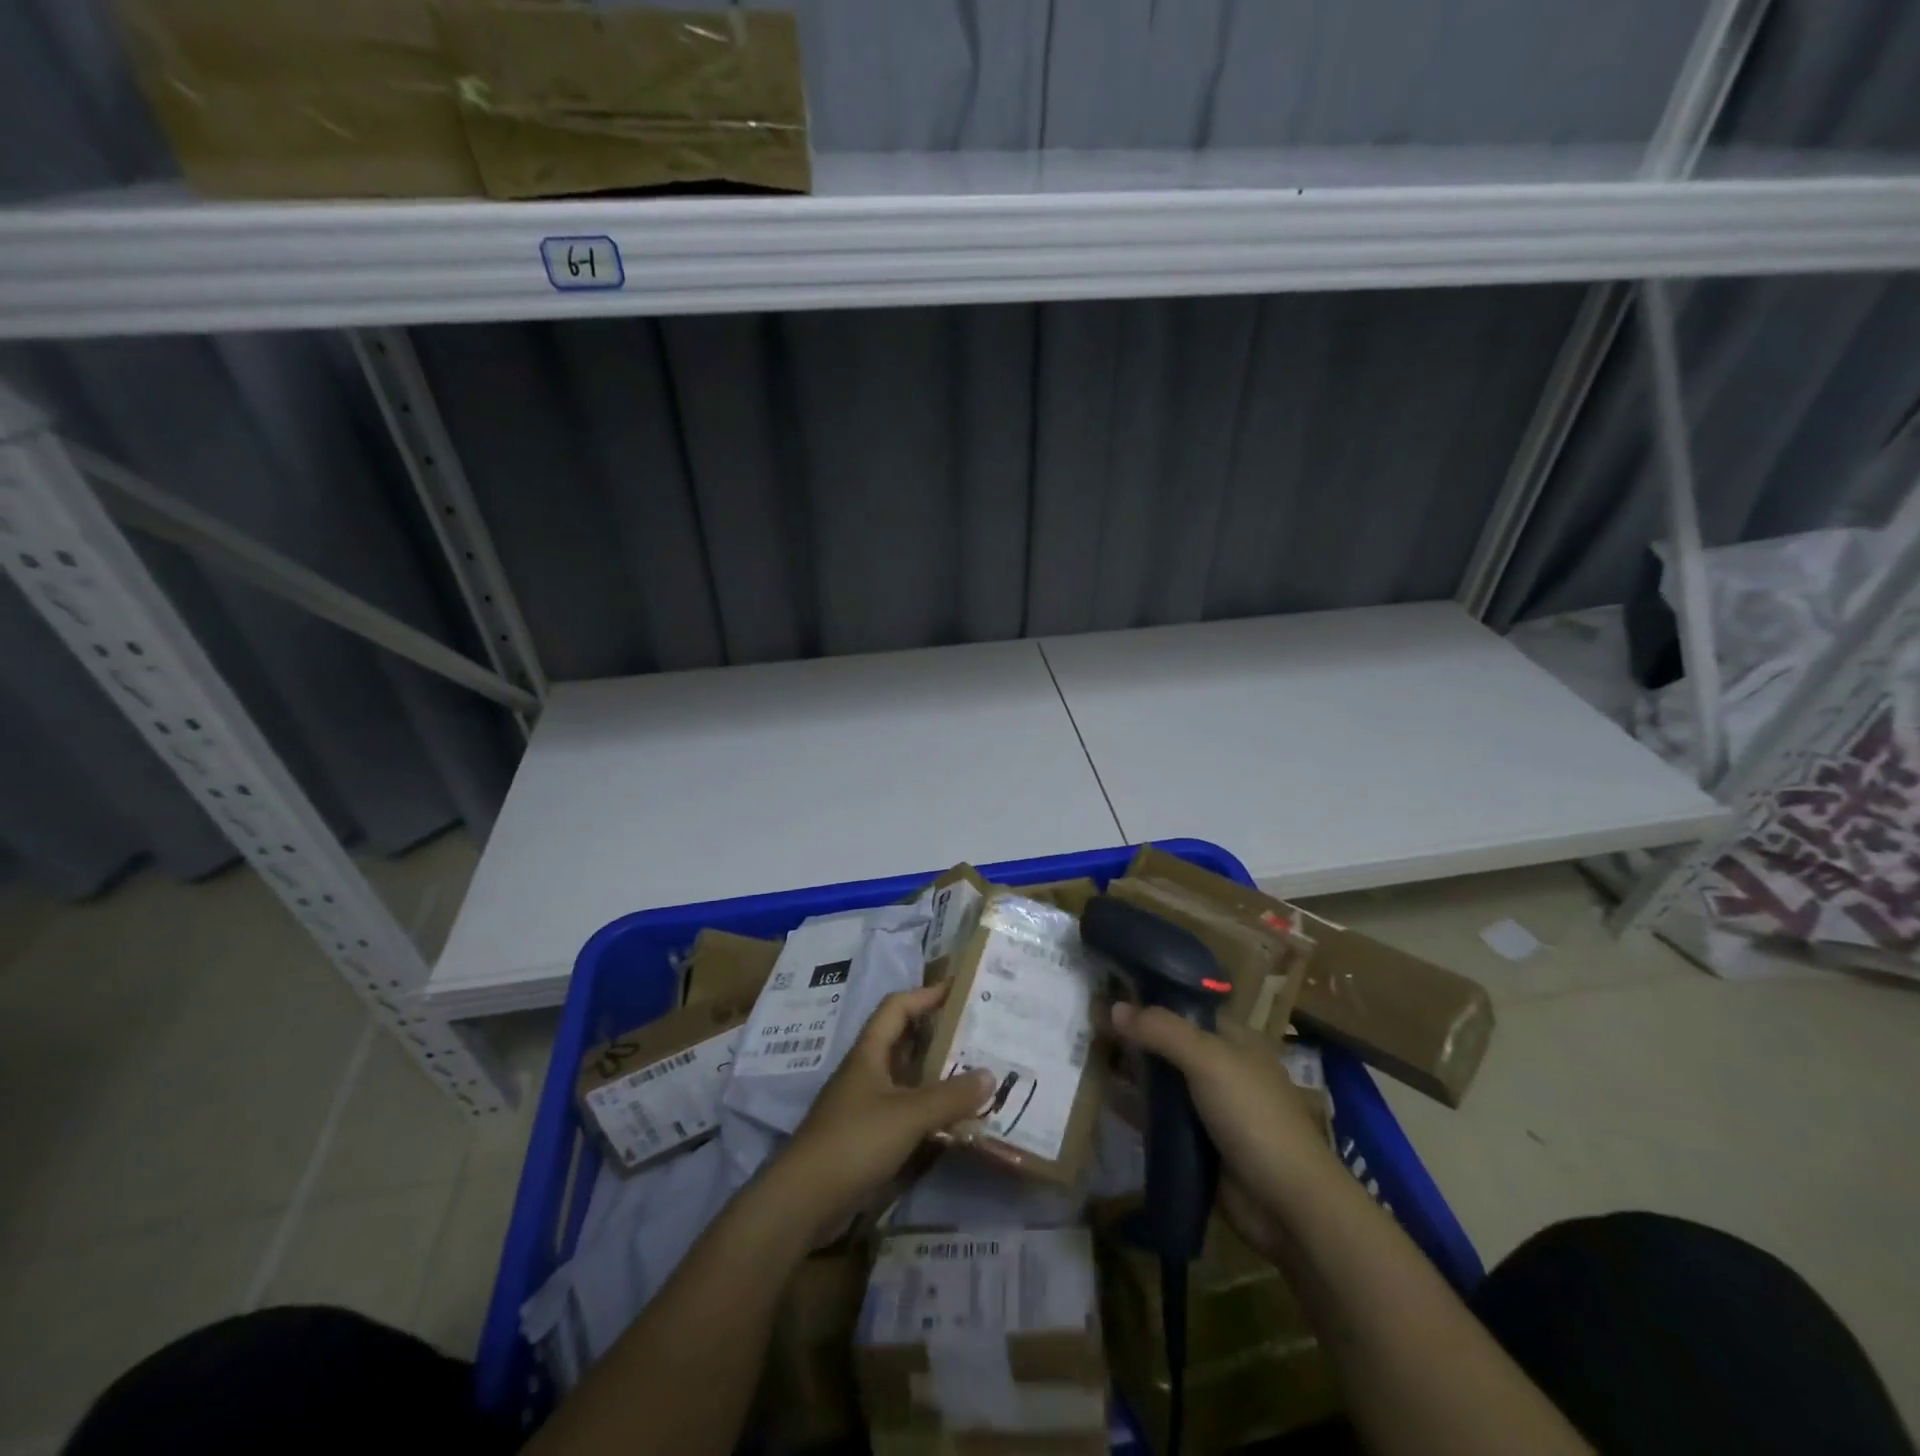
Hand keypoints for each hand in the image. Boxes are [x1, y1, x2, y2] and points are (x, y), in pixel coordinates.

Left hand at [782, 984, 993, 1223]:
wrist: (804, 1200)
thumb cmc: (854, 1141)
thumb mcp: (908, 1115)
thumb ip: (950, 1096)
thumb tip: (991, 1074)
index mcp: (869, 1052)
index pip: (897, 1007)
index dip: (925, 994)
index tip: (959, 991)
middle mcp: (866, 1072)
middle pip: (903, 1040)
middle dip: (937, 1034)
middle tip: (976, 1033)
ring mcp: (866, 1105)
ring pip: (907, 1078)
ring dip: (936, 1073)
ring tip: (975, 1072)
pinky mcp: (868, 1136)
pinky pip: (905, 1110)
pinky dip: (929, 1108)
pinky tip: (954, 1118)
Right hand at [1110, 1004, 1339, 1258]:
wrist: (1287, 1205)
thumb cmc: (1253, 1117)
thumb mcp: (1208, 1060)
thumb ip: (1161, 1031)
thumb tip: (1114, 1007)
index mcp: (1233, 1040)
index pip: (1184, 1007)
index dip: (1148, 999)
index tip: (1106, 991)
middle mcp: (1220, 1067)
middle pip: (1168, 1043)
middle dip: (1132, 1036)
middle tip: (1085, 1025)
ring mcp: (1208, 1107)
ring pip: (1161, 1080)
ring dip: (1130, 1071)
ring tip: (1084, 1056)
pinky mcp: (1196, 1143)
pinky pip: (1158, 1118)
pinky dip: (1134, 1108)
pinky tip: (1103, 1097)